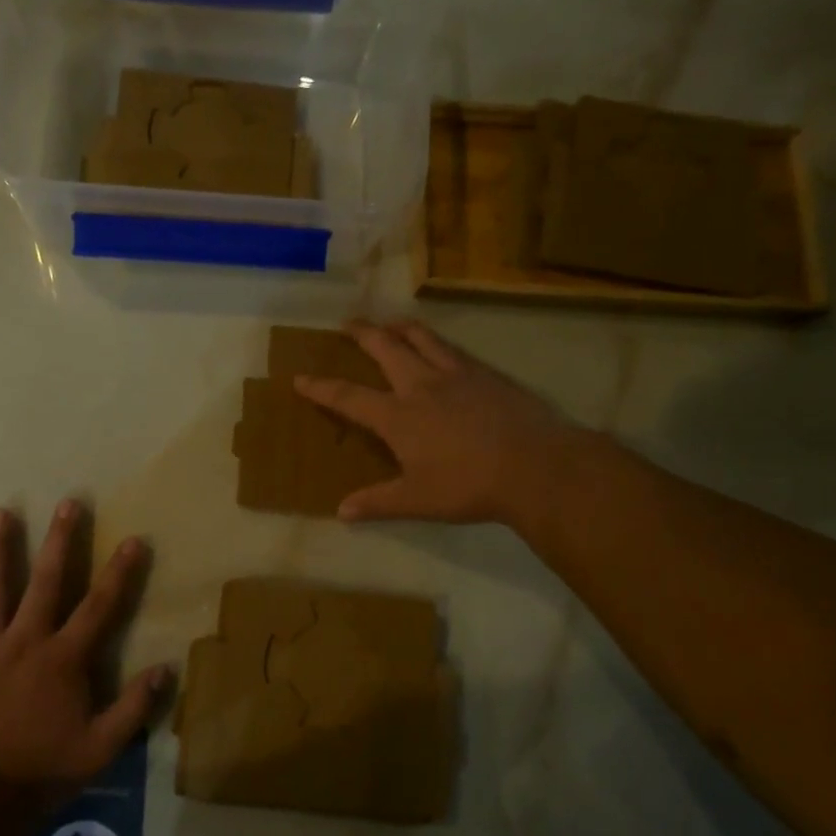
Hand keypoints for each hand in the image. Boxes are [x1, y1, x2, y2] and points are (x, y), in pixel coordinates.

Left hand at [0, 500, 167, 807]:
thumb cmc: (40, 771)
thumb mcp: (100, 748)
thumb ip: (134, 707)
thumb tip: (167, 669)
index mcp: (64, 658)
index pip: (99, 606)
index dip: (120, 572)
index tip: (133, 539)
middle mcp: (25, 639)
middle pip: (46, 580)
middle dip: (60, 540)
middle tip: (67, 503)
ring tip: (1, 513)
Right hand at [295, 319, 577, 525]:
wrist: (535, 466)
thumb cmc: (469, 486)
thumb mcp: (418, 501)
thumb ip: (378, 503)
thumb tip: (341, 512)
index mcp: (398, 416)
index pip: (349, 397)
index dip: (321, 388)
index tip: (300, 378)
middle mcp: (421, 385)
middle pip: (385, 347)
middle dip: (362, 334)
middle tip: (348, 324)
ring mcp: (456, 374)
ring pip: (422, 338)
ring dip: (400, 327)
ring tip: (390, 324)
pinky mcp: (486, 374)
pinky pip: (453, 348)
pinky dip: (437, 342)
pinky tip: (441, 349)